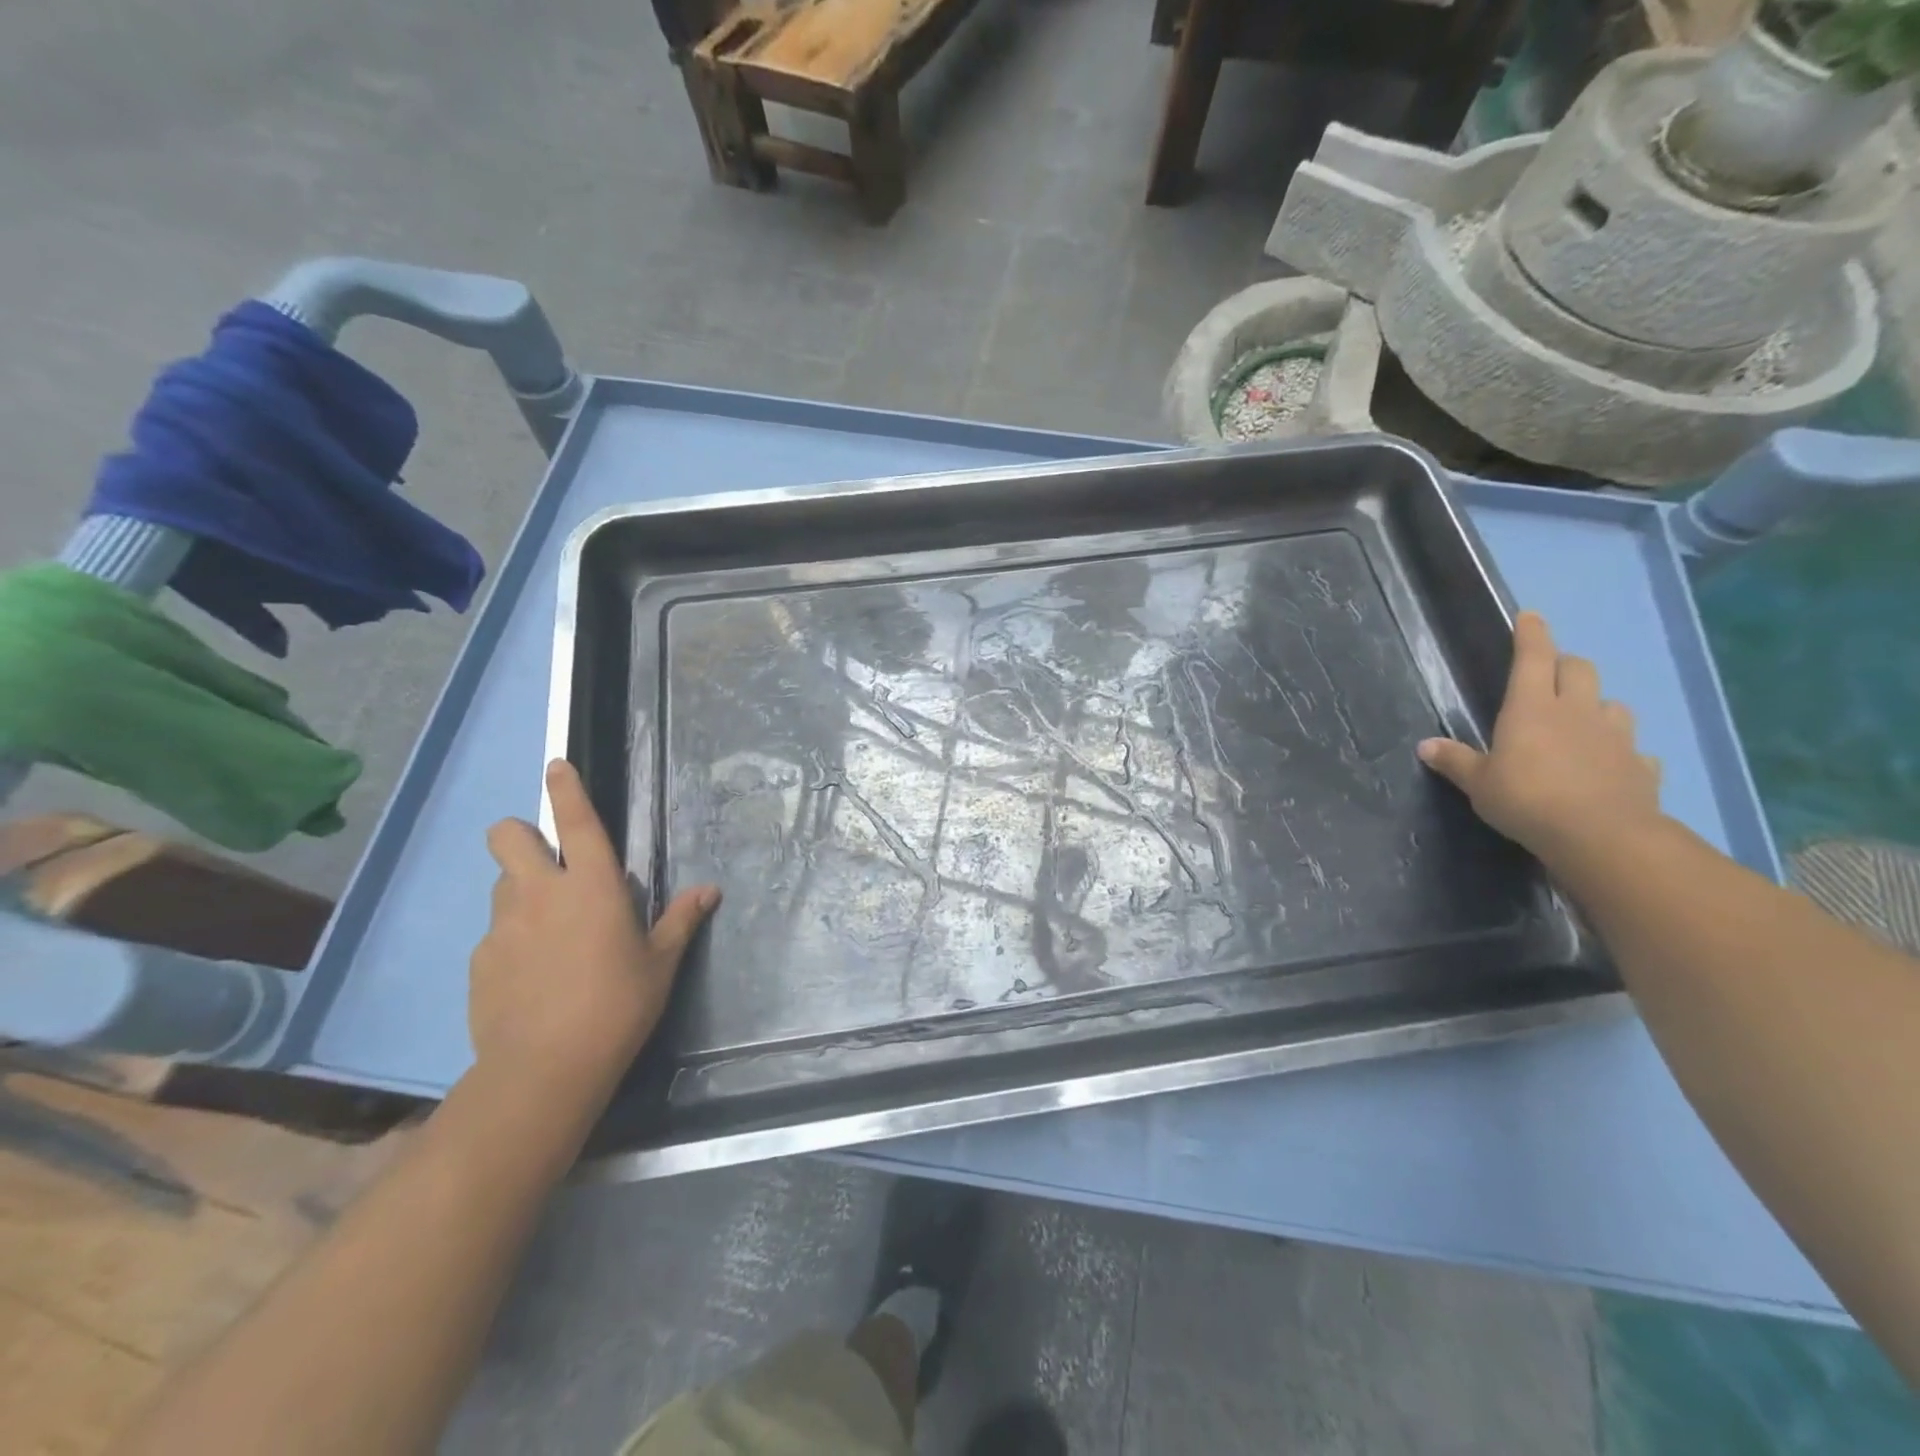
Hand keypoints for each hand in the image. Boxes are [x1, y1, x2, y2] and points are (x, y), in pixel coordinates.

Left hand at [470, 760, 719, 1101]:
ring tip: (548, 931)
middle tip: (547, 864)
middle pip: (508, 836)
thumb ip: (681, 920)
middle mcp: (541, 893)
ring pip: (502, 884)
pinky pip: (496, 933)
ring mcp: (503, 926)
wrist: (545, 1068)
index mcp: (592, 886)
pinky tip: (532, 977)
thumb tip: (710, 890)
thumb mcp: (661, 963)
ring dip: (522, 891)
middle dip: (520, 835)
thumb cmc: (618, 1005)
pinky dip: (513, 940)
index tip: (557, 765)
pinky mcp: (480, 960)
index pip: (576, 820)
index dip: (566, 787)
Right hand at [1417, 611, 1663, 870]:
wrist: (1601, 836)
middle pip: (1579, 669)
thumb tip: (1426, 746)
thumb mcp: (1478, 784)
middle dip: (1565, 665)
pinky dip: (1622, 751)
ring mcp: (1615, 738)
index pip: (1533, 658)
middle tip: (1550, 675)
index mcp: (1532, 708)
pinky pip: (1634, 750)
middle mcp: (1577, 712)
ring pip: (1613, 704)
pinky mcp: (1640, 767)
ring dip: (1597, 705)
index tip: (1529, 616)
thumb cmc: (1527, 799)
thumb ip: (1456, 761)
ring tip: (1582, 721)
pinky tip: (1611, 765)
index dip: (1531, 634)